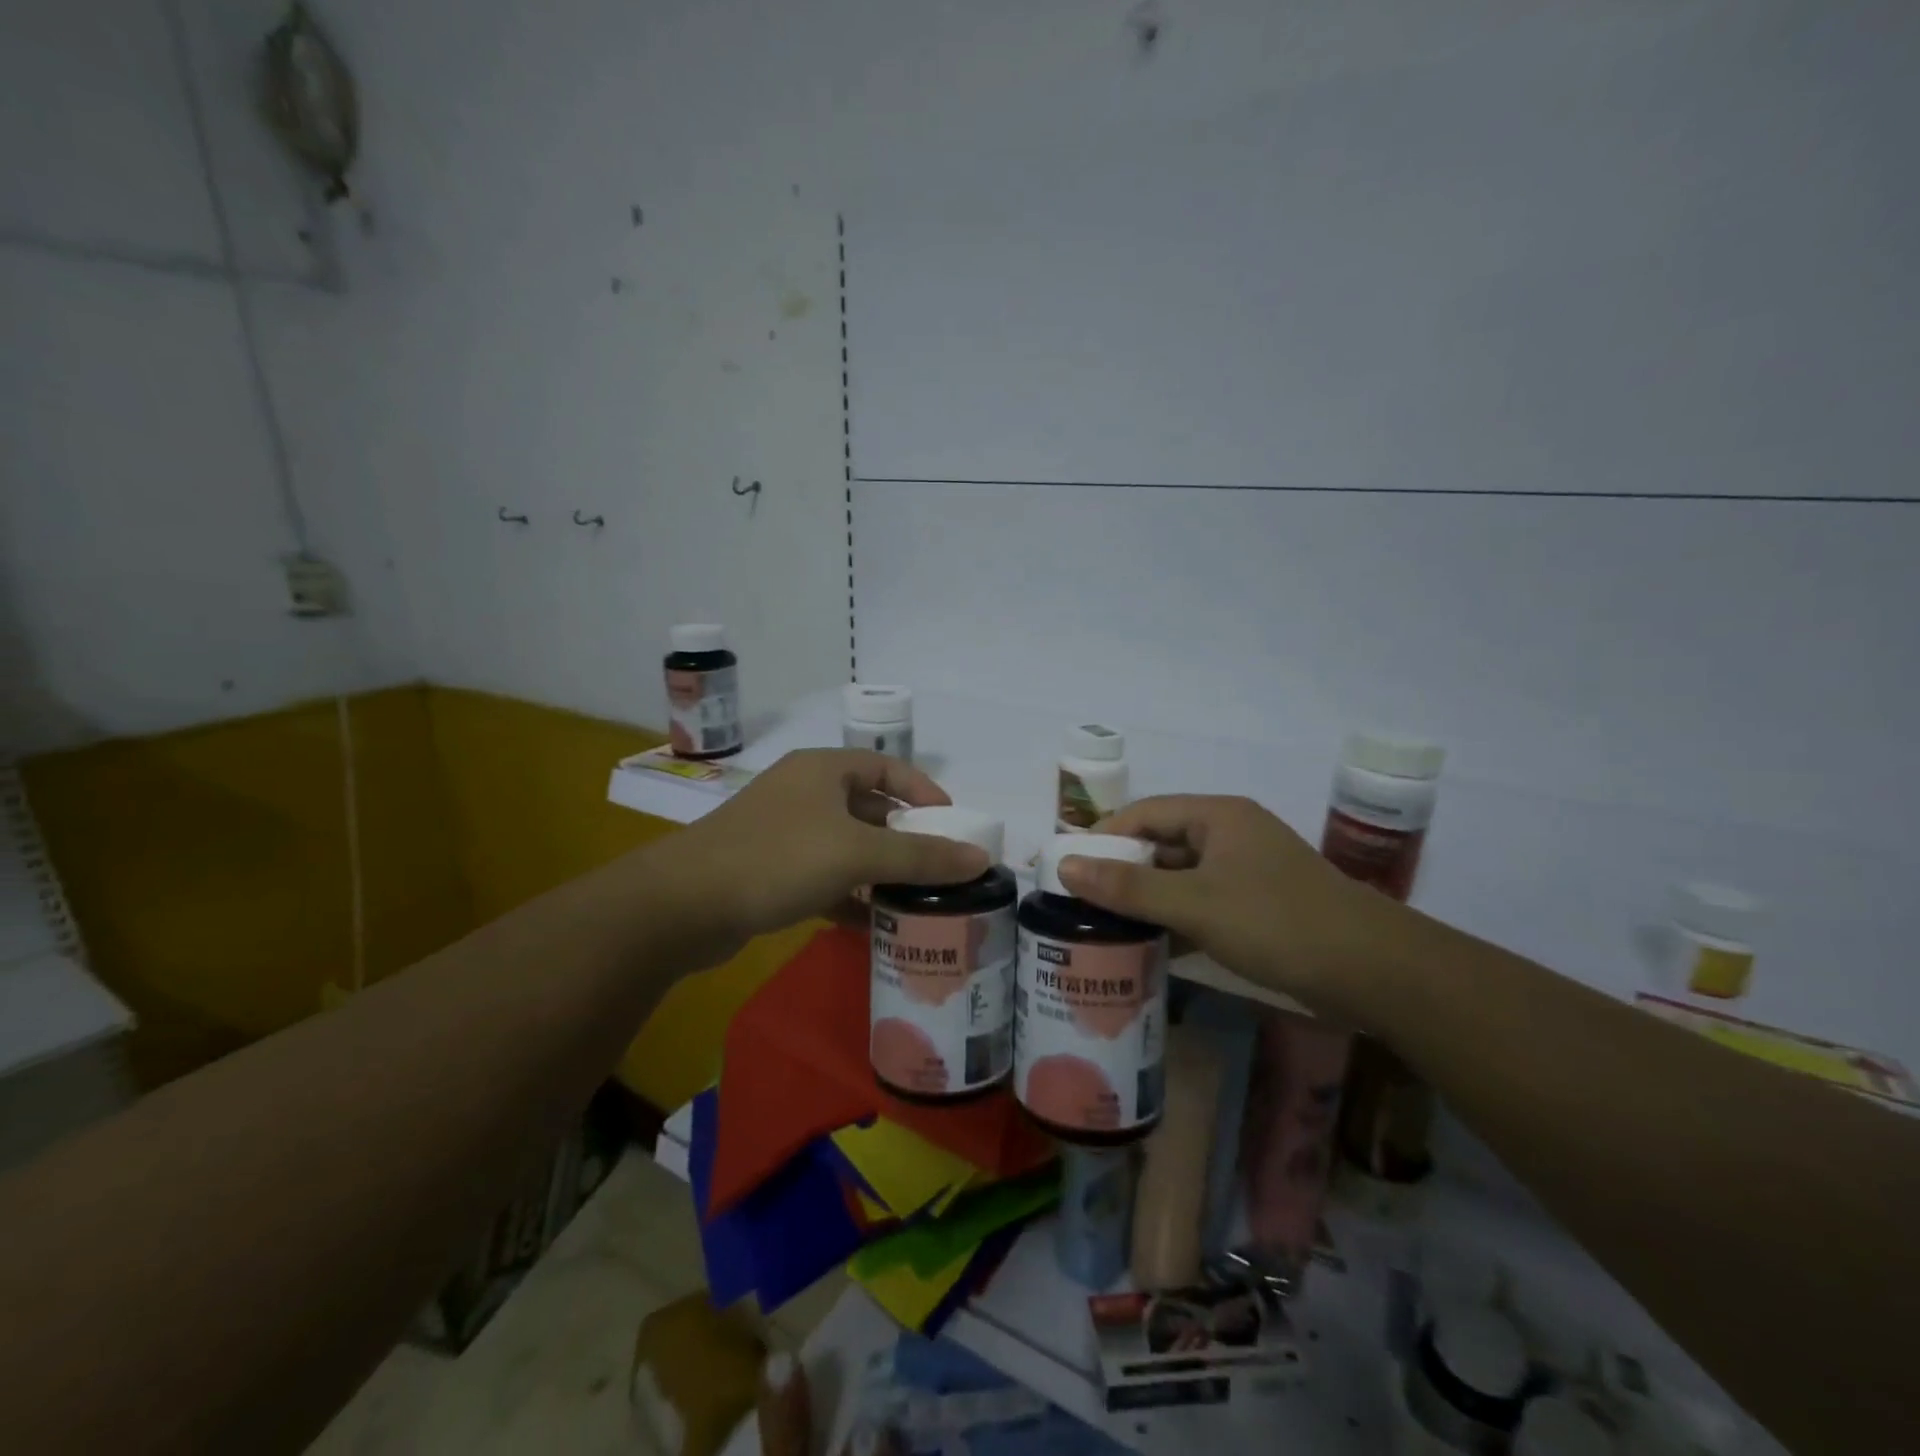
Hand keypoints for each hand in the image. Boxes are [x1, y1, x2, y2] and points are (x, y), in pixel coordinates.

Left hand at [669, 749, 989, 943]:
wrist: (682, 905)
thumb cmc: (777, 859)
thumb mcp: (857, 853)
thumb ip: (921, 857)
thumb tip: (981, 858)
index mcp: (824, 770)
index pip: (888, 767)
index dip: (924, 792)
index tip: (952, 824)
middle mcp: (803, 792)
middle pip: (868, 808)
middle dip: (904, 837)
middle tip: (938, 866)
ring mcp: (782, 832)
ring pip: (845, 845)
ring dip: (878, 869)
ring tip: (914, 897)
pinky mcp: (767, 870)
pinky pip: (822, 875)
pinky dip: (848, 893)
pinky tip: (870, 922)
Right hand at [1057, 795, 1403, 1022]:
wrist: (1374, 972)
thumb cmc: (1277, 922)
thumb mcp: (1195, 904)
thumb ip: (1128, 888)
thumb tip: (1063, 866)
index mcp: (1217, 816)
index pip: (1144, 813)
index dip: (1103, 837)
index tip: (1067, 868)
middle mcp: (1230, 835)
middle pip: (1161, 845)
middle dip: (1122, 873)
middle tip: (1079, 903)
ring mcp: (1247, 872)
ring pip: (1181, 878)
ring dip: (1147, 901)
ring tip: (1104, 927)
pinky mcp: (1258, 906)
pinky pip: (1202, 903)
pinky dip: (1176, 921)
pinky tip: (1150, 948)